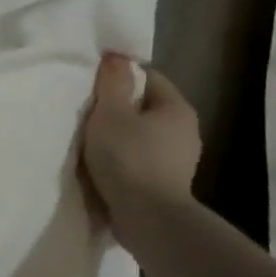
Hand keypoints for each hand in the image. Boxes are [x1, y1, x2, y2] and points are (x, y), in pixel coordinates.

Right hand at [79, 52, 200, 245]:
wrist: (148, 219)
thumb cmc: (128, 157)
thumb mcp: (110, 112)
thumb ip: (112, 82)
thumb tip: (116, 57)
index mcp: (177, 107)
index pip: (148, 77)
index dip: (120, 77)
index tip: (94, 87)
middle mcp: (186, 131)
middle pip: (146, 107)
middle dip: (119, 108)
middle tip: (89, 113)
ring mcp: (180, 160)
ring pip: (144, 135)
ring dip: (122, 136)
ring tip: (93, 143)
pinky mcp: (169, 184)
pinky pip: (143, 159)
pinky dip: (126, 159)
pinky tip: (105, 167)